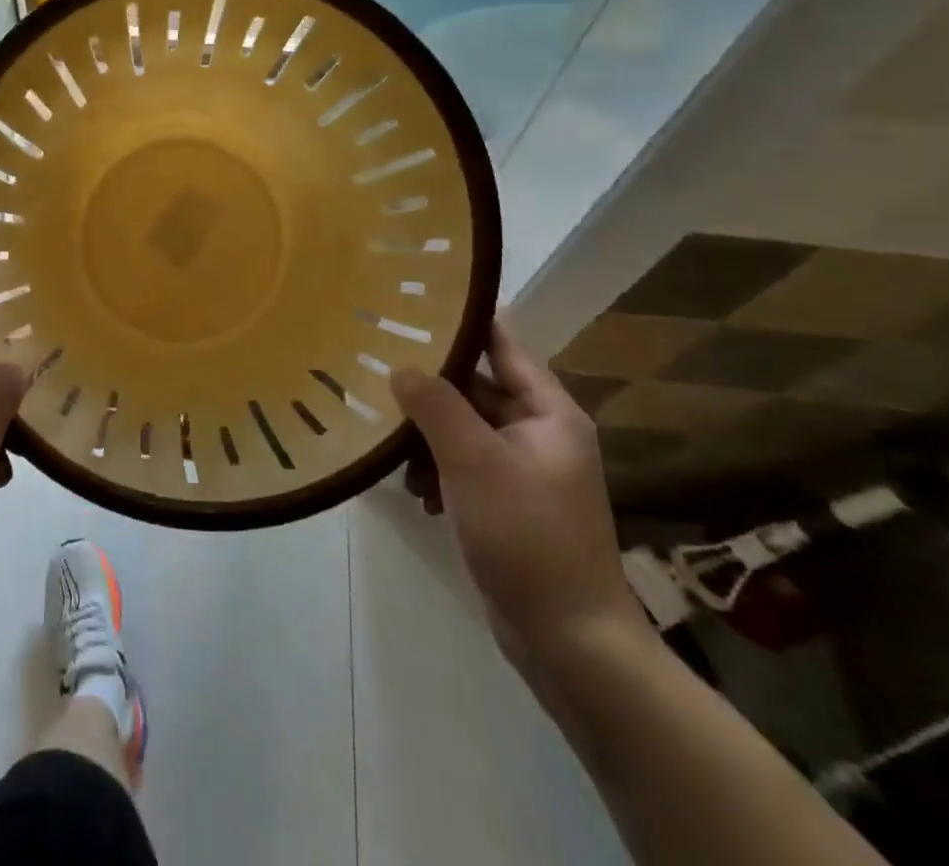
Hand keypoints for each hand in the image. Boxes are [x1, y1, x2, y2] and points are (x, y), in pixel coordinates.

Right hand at [393, 320, 648, 677]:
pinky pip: (466, 467)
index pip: (501, 346)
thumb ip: (435, 406)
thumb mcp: (474, 461)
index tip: (411, 307)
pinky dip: (440, 473)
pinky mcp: (509, 504)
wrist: (570, 641)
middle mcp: (541, 433)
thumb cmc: (527, 536)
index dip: (461, 323)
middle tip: (379, 377)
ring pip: (464, 430)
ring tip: (395, 455)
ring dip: (428, 438)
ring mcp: (525, 471)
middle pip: (476, 390)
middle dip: (430, 391)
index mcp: (549, 412)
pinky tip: (417, 495)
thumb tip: (401, 368)